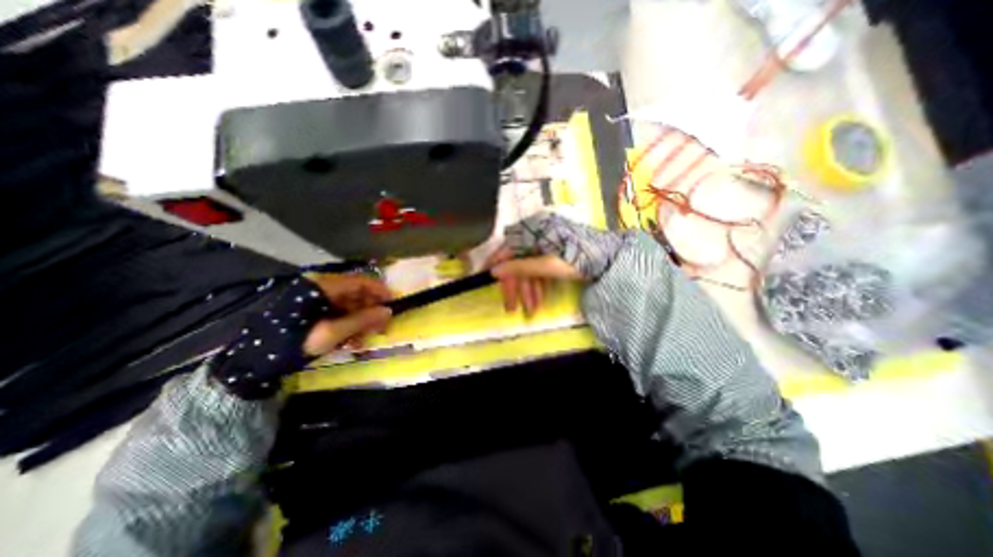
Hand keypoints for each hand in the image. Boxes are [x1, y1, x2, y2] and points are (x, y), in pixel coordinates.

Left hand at [212, 273, 391, 398]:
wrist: (252, 362)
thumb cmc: (293, 343)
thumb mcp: (332, 333)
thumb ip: (362, 320)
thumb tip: (388, 311)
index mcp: (323, 287)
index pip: (361, 281)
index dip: (380, 292)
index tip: (393, 306)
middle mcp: (321, 288)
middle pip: (356, 294)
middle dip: (370, 311)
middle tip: (381, 328)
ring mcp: (315, 300)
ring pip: (349, 306)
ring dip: (360, 322)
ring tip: (364, 340)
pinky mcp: (312, 311)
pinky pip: (338, 314)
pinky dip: (347, 326)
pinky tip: (350, 342)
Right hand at [487, 213, 622, 314]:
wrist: (609, 259)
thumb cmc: (577, 259)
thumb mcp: (547, 265)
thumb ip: (520, 268)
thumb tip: (494, 271)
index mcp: (533, 233)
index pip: (506, 249)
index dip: (495, 265)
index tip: (483, 279)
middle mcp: (536, 236)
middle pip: (518, 262)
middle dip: (516, 287)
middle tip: (511, 308)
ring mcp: (545, 246)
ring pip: (529, 269)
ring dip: (528, 290)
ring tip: (531, 309)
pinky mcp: (553, 255)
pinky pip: (540, 270)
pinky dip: (538, 285)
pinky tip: (539, 300)